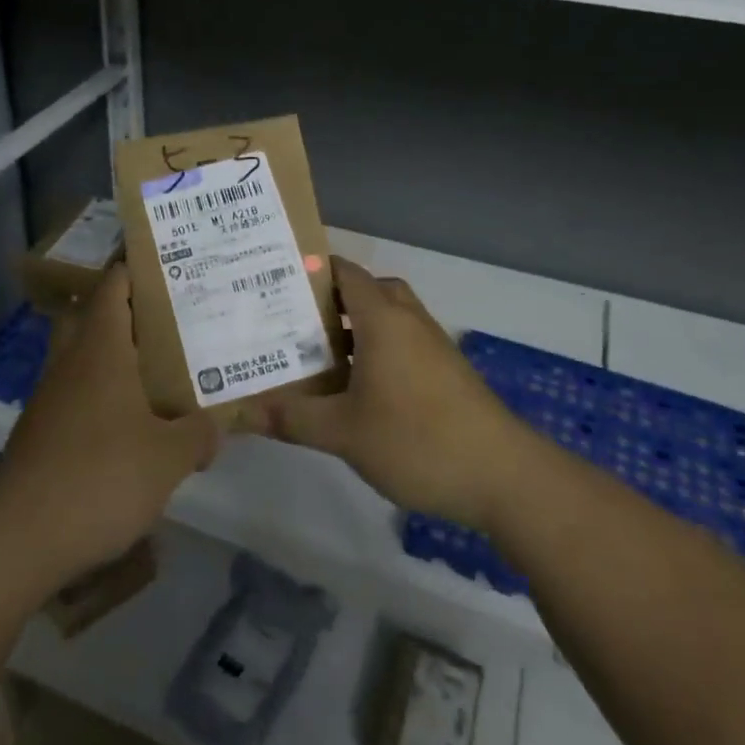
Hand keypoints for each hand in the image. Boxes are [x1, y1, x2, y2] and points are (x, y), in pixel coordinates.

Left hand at [0, 265, 219, 584]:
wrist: (20, 539)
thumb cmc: (101, 478)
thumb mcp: (168, 458)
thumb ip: (198, 435)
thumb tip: (217, 427)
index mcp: (101, 349)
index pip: (113, 286)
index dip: (136, 268)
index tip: (168, 264)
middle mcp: (71, 362)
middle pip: (90, 315)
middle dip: (123, 310)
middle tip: (165, 318)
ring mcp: (49, 398)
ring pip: (80, 357)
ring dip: (111, 356)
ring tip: (155, 370)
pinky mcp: (40, 433)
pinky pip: (74, 395)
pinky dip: (99, 395)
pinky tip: (128, 424)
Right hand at [259, 257, 535, 531]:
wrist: (501, 475)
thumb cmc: (416, 440)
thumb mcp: (343, 432)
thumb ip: (292, 418)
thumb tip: (242, 413)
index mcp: (383, 318)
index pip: (344, 272)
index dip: (310, 269)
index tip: (274, 281)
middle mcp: (408, 320)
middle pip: (366, 291)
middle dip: (329, 301)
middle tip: (290, 320)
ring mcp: (431, 345)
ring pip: (386, 318)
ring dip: (354, 328)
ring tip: (313, 354)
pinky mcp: (445, 370)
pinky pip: (401, 342)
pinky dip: (375, 351)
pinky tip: (354, 388)